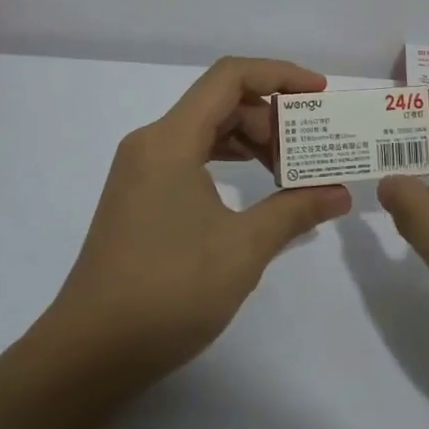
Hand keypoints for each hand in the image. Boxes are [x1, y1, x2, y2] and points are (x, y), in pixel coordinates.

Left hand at [46, 57, 351, 386]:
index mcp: (171, 139)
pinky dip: (227, 161)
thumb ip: (294, 210)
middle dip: (271, 117)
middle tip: (310, 148)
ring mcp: (141, 169)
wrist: (89, 353)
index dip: (280, 75)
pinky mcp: (140, 195)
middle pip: (220, 102)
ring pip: (205, 129)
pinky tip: (255, 187)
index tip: (320, 94)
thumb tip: (339, 194)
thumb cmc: (168, 291)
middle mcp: (152, 142)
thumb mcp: (243, 249)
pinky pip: (191, 156)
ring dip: (251, 140)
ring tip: (290, 169)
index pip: (230, 76)